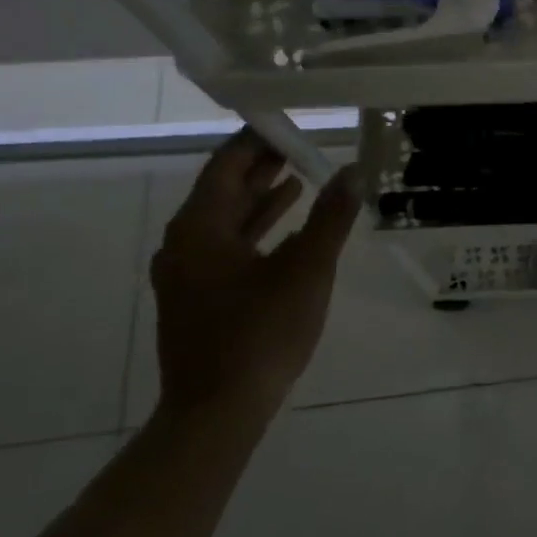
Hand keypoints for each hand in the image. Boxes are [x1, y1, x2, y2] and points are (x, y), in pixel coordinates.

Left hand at [150, 129, 361, 421]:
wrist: (217, 414)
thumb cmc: (260, 334)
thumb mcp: (306, 270)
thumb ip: (331, 217)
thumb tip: (354, 171)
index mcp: (200, 227)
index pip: (227, 163)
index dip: (258, 139)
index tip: (292, 122)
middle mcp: (183, 242)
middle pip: (223, 189)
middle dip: (261, 166)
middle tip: (301, 144)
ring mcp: (186, 272)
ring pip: (224, 220)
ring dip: (260, 198)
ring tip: (299, 176)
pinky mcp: (196, 297)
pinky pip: (225, 247)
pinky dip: (255, 230)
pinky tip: (286, 229)